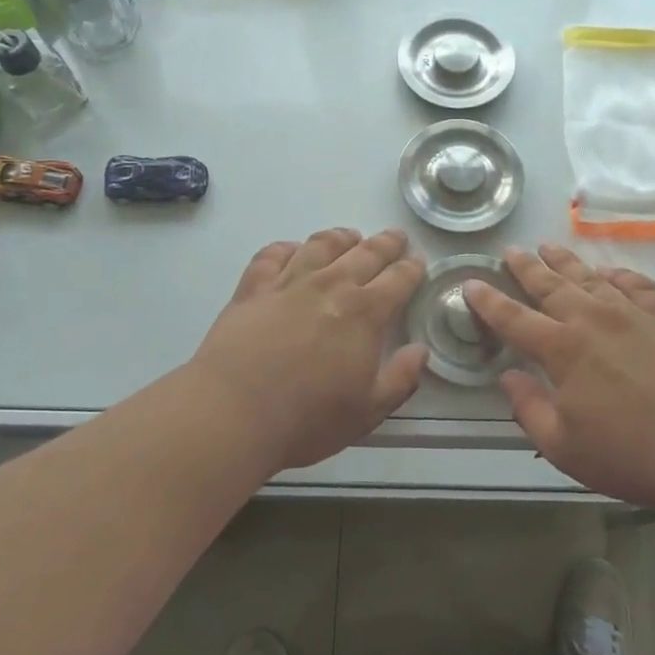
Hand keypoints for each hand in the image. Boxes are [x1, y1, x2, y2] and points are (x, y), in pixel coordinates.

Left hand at [191, 228, 428, 470]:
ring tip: (349, 236)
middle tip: (395, 236)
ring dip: (340, 238)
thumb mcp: (368, 411)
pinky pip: (272, 256)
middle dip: (385, 243)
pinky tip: (292, 250)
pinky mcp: (252, 290)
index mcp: (365, 314)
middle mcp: (330, 287)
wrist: (235, 413)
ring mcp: (288, 284)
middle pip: (364, 254)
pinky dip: (286, 248)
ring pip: (320, 246)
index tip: (418, 261)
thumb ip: (401, 379)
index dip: (411, 269)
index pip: (397, 281)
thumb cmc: (309, 418)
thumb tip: (420, 351)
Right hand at [465, 244, 654, 513]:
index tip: (471, 284)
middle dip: (526, 268)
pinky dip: (618, 275)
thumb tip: (508, 376)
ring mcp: (632, 315)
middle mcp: (594, 320)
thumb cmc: (628, 455)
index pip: (514, 318)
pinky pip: (637, 285)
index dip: (489, 301)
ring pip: (590, 277)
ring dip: (566, 261)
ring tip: (548, 247)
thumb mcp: (562, 445)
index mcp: (563, 349)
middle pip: (551, 285)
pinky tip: (610, 274)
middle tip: (509, 252)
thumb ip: (528, 407)